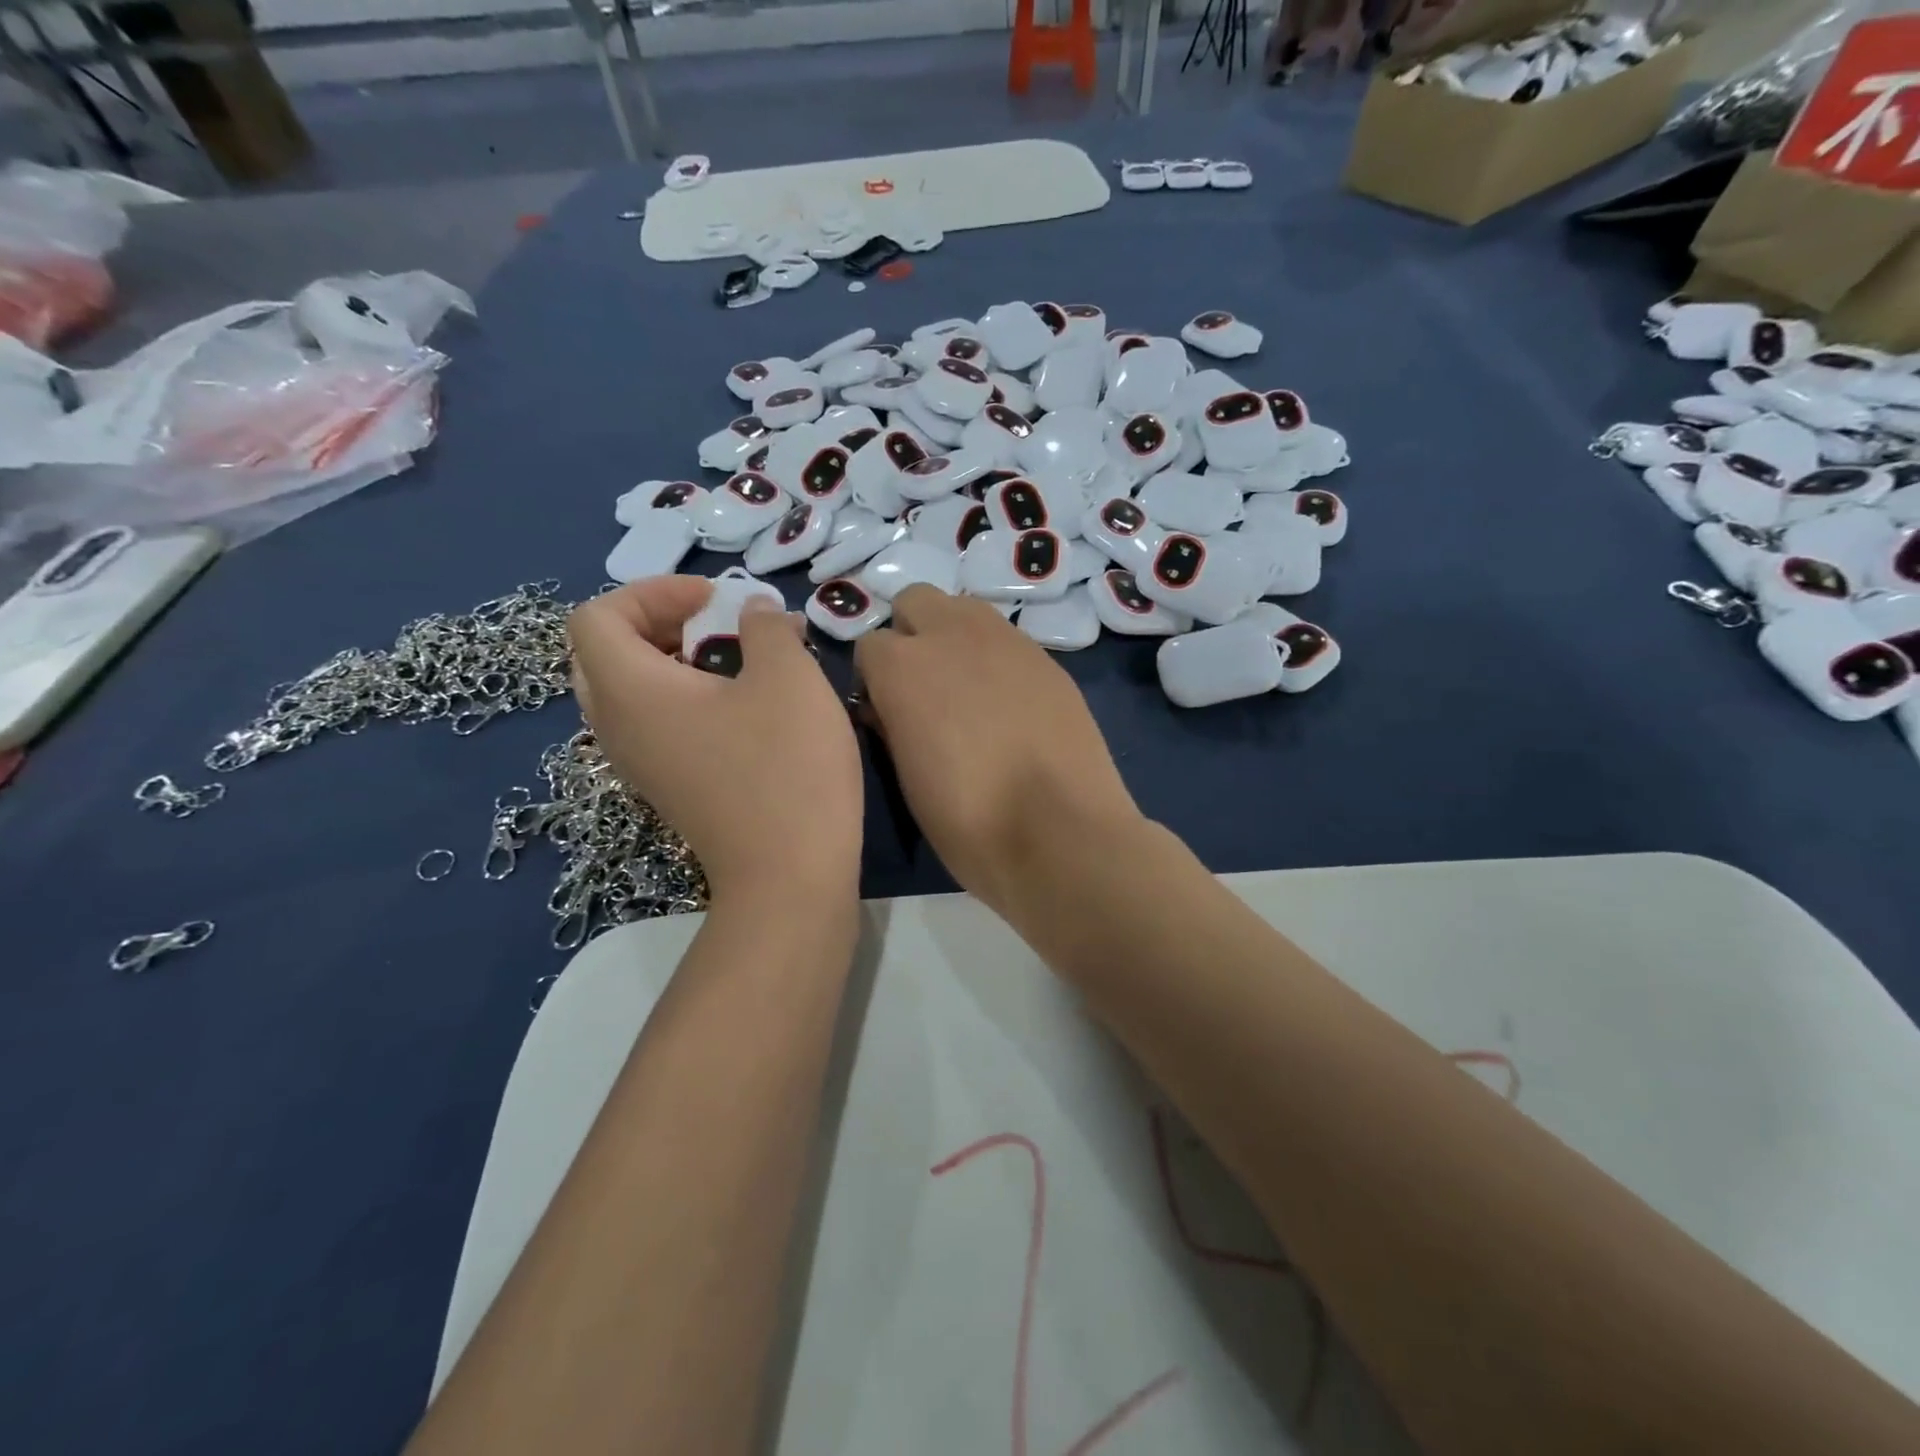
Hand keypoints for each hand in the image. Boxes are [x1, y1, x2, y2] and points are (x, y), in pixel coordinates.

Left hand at [568, 578, 862, 907]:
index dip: (651, 592)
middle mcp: (616, 727)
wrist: (790, 877)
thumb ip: (766, 627)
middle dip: (658, 623)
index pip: (596, 616)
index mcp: (630, 691)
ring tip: (734, 660)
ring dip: (674, 660)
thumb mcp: (789, 678)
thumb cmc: (786, 768)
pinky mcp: (668, 787)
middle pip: (604, 652)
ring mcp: (639, 764)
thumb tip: (755, 613)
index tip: (715, 600)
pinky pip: (653, 724)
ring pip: (630, 691)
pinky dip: (684, 698)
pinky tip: (741, 706)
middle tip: (714, 623)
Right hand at [853, 586, 1140, 915]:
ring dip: (953, 636)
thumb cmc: (968, 822)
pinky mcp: (1047, 658)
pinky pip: (1006, 639)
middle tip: (923, 689)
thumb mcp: (905, 778)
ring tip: (967, 691)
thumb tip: (891, 706)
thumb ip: (892, 724)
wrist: (1060, 832)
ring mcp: (1006, 640)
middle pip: (915, 601)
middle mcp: (951, 634)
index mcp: (903, 667)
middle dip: (910, 635)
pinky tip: (1010, 704)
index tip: (887, 716)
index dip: (874, 681)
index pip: (868, 646)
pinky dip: (995, 658)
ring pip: (964, 609)